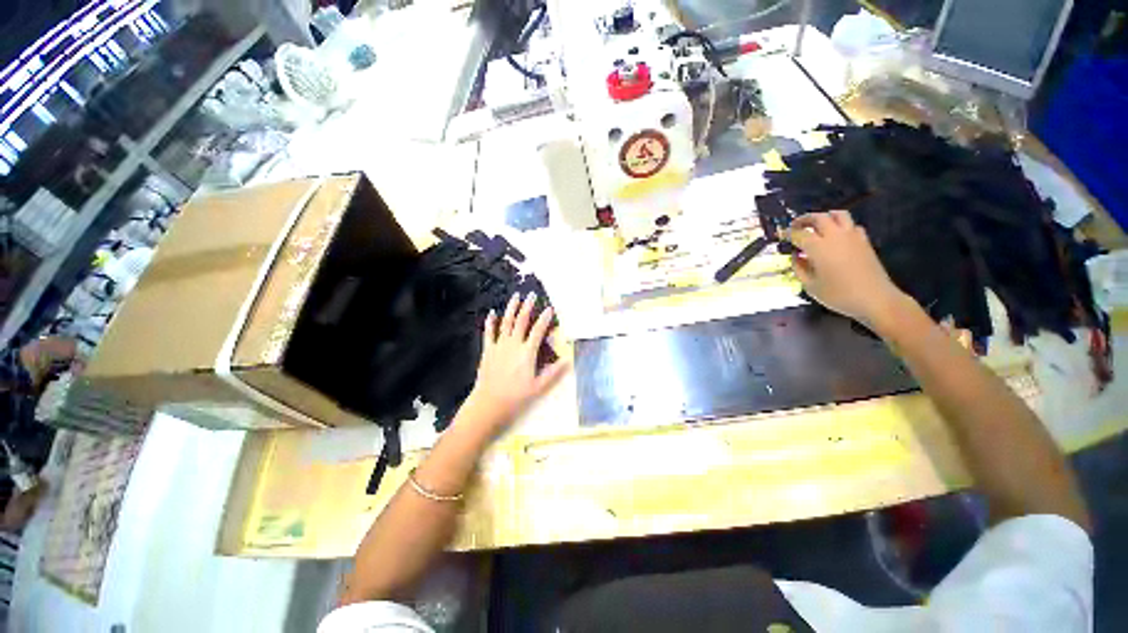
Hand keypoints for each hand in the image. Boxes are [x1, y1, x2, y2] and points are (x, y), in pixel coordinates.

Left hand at [462, 292, 568, 434]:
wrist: (489, 403)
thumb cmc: (516, 396)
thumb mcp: (539, 387)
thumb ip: (553, 372)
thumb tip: (568, 360)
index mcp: (527, 352)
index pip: (538, 331)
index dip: (544, 318)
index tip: (549, 308)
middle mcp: (513, 344)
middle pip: (521, 321)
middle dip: (527, 306)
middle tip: (532, 294)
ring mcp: (499, 345)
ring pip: (506, 322)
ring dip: (511, 308)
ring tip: (515, 296)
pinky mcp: (488, 350)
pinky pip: (489, 332)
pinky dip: (490, 322)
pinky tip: (492, 313)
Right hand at [787, 210, 909, 327]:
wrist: (875, 298)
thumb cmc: (838, 295)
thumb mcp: (811, 286)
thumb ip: (800, 269)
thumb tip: (796, 257)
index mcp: (818, 247)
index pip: (798, 234)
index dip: (787, 234)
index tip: (781, 236)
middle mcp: (834, 236)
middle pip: (818, 218)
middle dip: (804, 219)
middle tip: (795, 225)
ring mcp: (852, 236)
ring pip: (838, 215)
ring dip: (825, 216)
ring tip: (817, 224)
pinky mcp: (864, 241)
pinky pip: (851, 225)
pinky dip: (841, 225)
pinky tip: (837, 236)